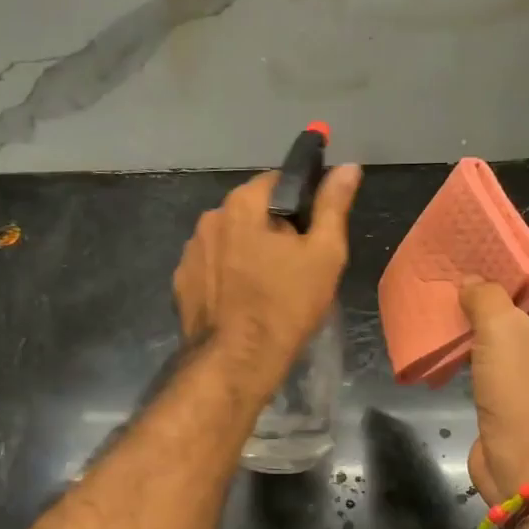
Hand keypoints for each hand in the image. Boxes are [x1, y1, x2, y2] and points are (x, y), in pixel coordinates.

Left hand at [173, 164, 361, 394]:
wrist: (236, 362)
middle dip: (273, 228)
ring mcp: (190, 251)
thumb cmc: (286, 305)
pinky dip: (227, 275)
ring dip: (247, 251)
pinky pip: (212, 267)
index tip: (314, 231)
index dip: (302, 202)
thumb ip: (333, 205)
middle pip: (251, 211)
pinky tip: (242, 301)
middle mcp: (210, 218)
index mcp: (243, 203)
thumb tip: (348, 167)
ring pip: (230, 240)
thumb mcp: (324, 253)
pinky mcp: (181, 282)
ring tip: (268, 286)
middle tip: (297, 264)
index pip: (278, 181)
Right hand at [460, 243, 528, 503]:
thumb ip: (486, 295)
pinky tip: (455, 322)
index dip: (522, 249)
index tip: (485, 235)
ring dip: (490, 307)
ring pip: (522, 322)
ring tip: (453, 285)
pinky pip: (509, 348)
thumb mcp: (503, 332)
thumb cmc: (527, 395)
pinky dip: (486, 335)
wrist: (527, 471)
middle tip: (463, 258)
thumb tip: (472, 282)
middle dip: (502, 277)